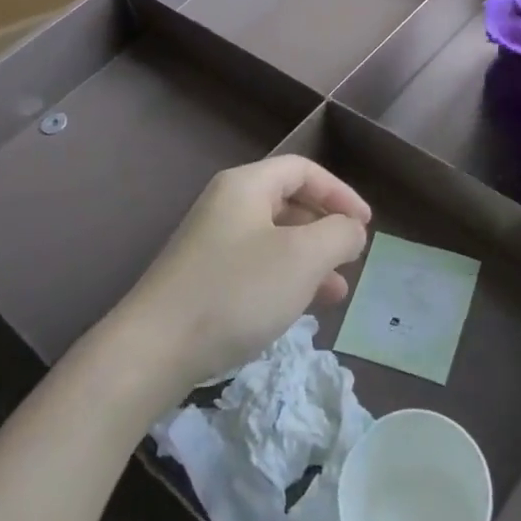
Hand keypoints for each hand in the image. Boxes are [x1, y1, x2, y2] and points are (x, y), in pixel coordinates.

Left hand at [116, 156, 371, 392]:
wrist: (154, 350)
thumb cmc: (237, 291)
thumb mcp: (303, 258)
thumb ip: (339, 234)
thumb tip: (351, 229)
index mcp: (246, 186)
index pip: (303, 170)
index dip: (340, 192)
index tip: (366, 225)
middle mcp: (226, 206)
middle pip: (288, 202)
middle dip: (326, 228)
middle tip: (351, 257)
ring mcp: (211, 243)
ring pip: (275, 239)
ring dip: (310, 259)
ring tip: (337, 291)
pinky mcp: (203, 279)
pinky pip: (256, 267)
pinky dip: (285, 280)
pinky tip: (301, 308)